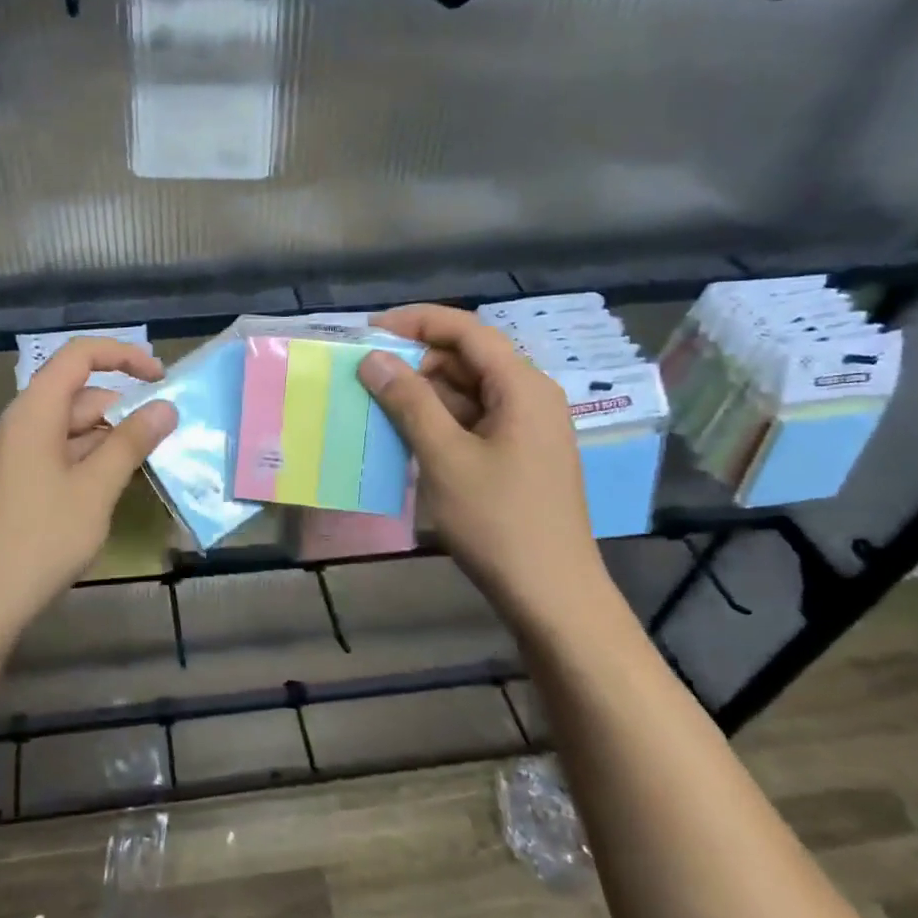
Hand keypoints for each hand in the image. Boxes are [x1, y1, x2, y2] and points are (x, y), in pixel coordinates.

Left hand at [0, 338, 176, 635]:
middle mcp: (23, 424)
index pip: (79, 355)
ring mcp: (18, 457)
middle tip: (166, 438)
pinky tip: (114, 490)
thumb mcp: (95, 489)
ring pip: (73, 430)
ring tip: (147, 465)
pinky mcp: (18, 485)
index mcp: (35, 411)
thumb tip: (166, 406)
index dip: (123, 355)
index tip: (162, 378)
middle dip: (123, 409)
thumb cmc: (39, 539)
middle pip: (79, 395)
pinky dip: (92, 463)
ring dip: (111, 440)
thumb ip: (131, 442)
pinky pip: (61, 457)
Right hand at [358, 305, 615, 632]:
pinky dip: (439, 422)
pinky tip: (406, 438)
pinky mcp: (518, 456)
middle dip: (416, 361)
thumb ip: (409, 402)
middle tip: (366, 378)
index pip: (467, 330)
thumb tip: (373, 358)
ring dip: (423, 395)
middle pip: (468, 358)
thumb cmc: (498, 521)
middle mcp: (530, 397)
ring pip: (468, 392)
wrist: (551, 595)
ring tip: (377, 409)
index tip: (369, 332)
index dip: (416, 322)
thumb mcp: (445, 457)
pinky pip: (473, 421)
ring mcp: (527, 429)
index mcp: (522, 386)